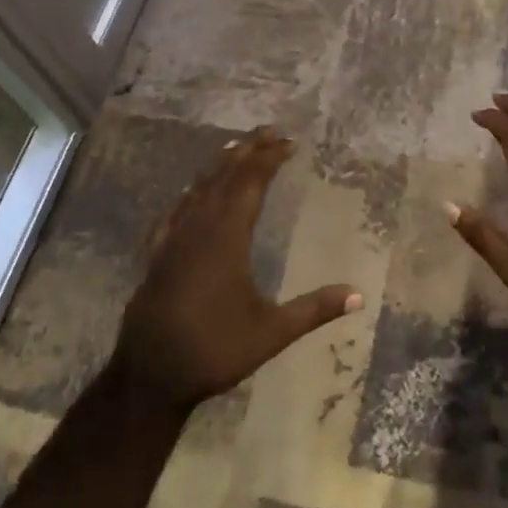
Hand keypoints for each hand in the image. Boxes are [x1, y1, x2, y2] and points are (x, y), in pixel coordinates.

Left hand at [115, 126, 360, 412]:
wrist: (149, 376)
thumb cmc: (214, 350)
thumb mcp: (271, 332)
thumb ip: (314, 310)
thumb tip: (359, 295)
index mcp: (227, 237)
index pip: (250, 183)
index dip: (270, 159)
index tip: (289, 142)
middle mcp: (199, 228)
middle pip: (224, 176)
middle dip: (248, 150)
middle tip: (269, 131)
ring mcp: (173, 240)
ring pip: (198, 189)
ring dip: (220, 165)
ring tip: (237, 148)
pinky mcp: (157, 255)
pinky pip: (176, 210)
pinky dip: (191, 193)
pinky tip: (191, 194)